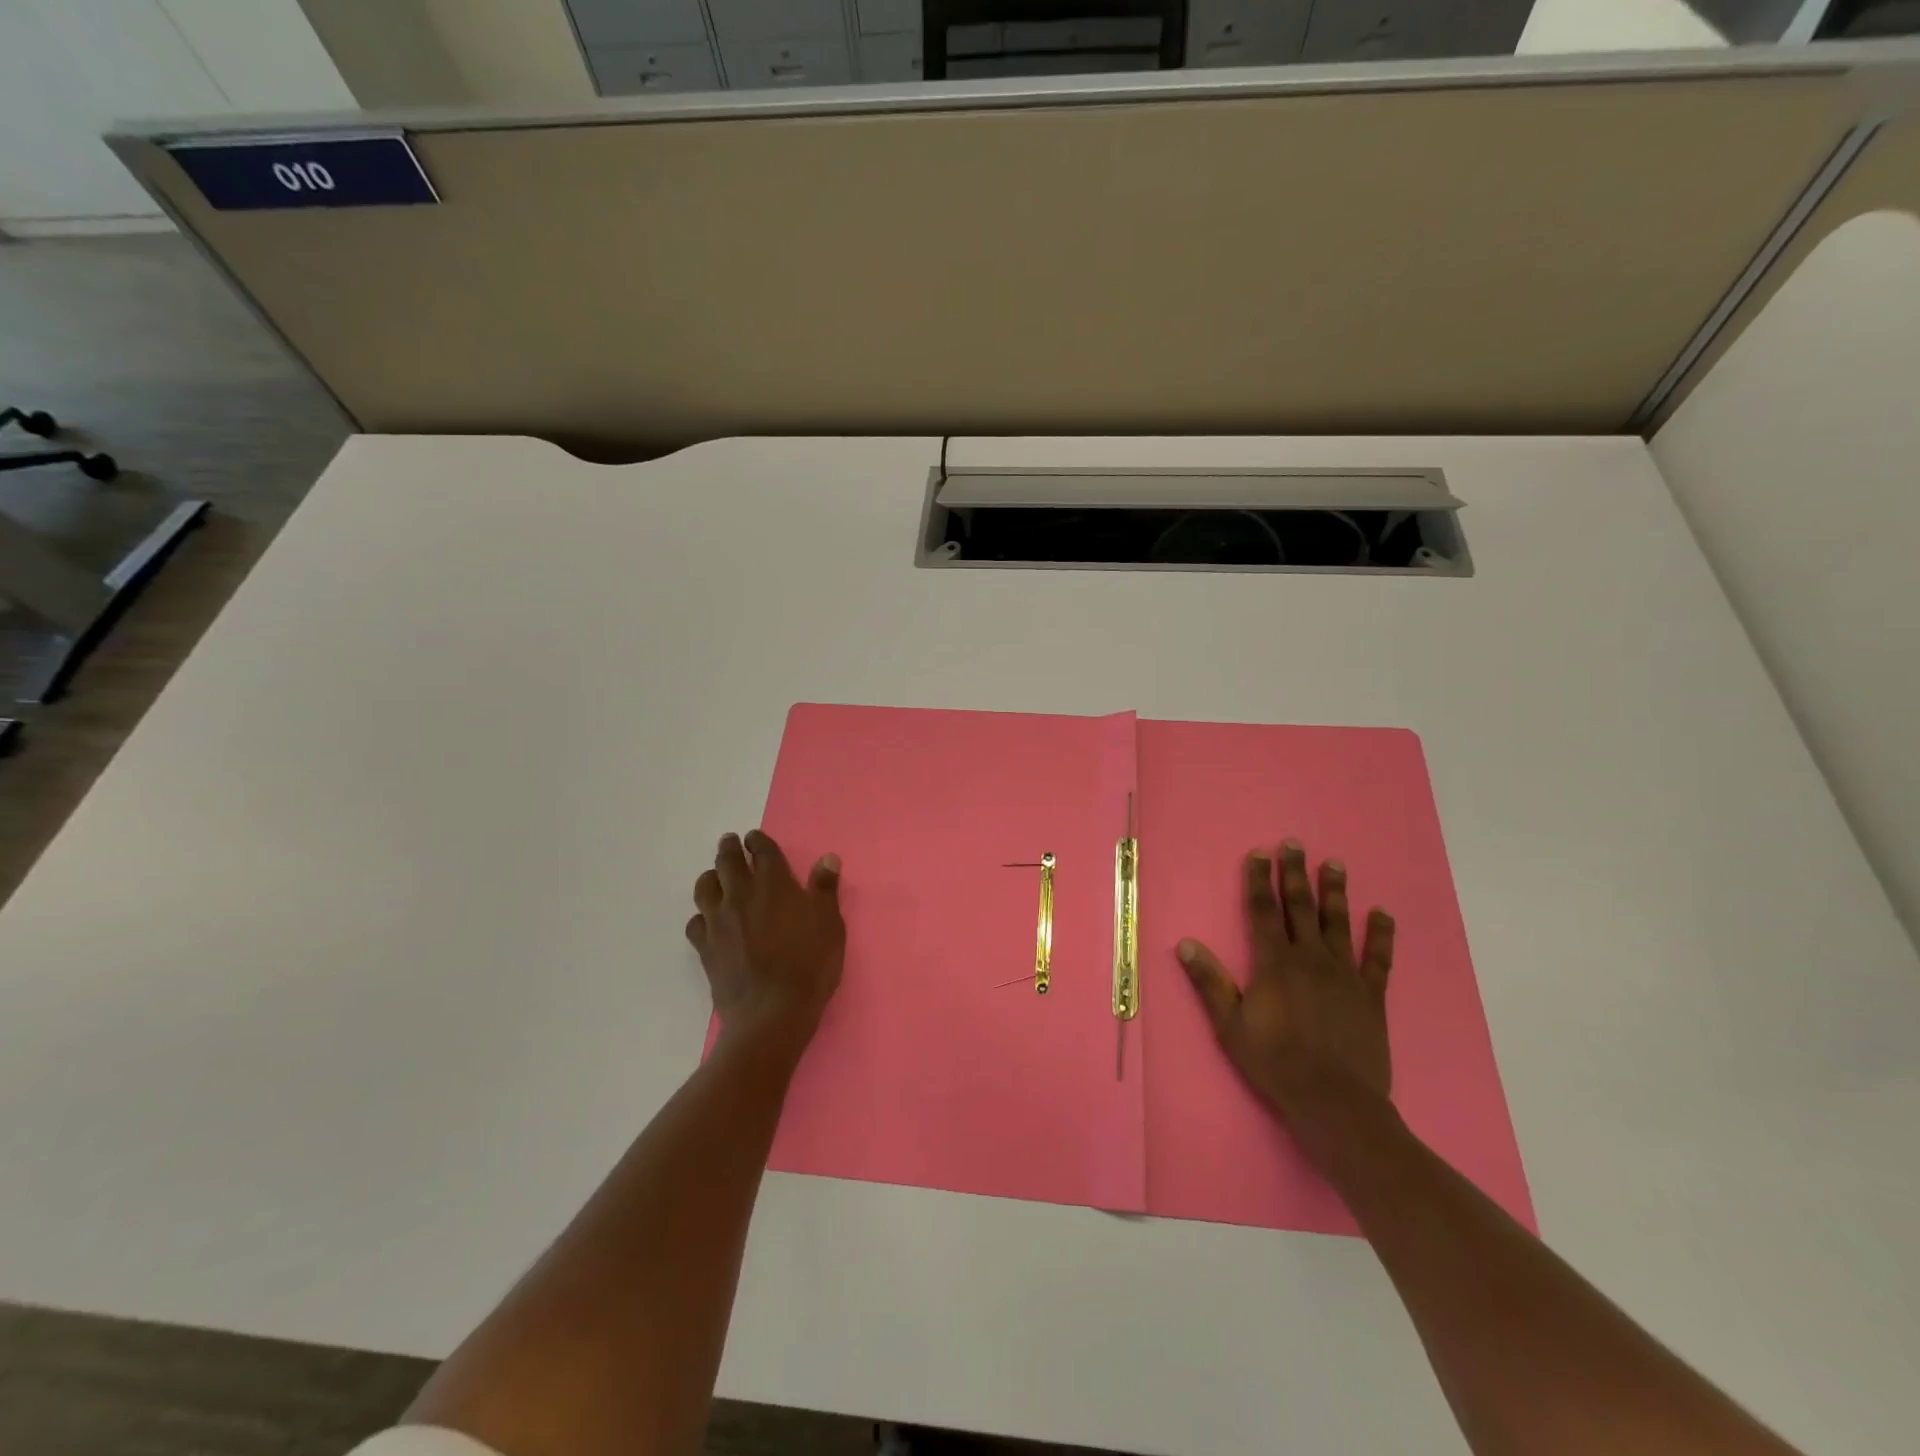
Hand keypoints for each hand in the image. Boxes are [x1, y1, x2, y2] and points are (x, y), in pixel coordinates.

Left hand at [687, 830, 844, 1048]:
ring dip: (710, 876)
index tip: (754, 838)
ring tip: (715, 876)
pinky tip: (707, 921)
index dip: (758, 841)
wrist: (771, 1012)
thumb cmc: (809, 964)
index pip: (762, 851)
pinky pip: (695, 923)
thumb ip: (825, 889)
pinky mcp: (705, 948)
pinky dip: (701, 916)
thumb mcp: (829, 924)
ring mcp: (718, 921)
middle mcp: (741, 895)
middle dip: (729, 848)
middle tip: (730, 842)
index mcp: (774, 884)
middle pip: (728, 862)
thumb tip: (827, 858)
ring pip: (705, 887)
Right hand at [1177, 840, 1395, 1152]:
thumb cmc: (1275, 1063)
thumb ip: (1210, 983)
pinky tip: (1383, 913)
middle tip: (1294, 844)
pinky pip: (1378, 958)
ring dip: (1335, 891)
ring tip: (1334, 863)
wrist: (1335, 1103)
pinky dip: (1381, 934)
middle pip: (1300, 907)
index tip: (1259, 853)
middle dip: (1294, 873)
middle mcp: (1310, 959)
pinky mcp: (1371, 995)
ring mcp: (1345, 975)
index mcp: (1275, 963)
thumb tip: (1186, 944)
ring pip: (1338, 923)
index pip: (1263, 911)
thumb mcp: (1230, 1025)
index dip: (1258, 880)